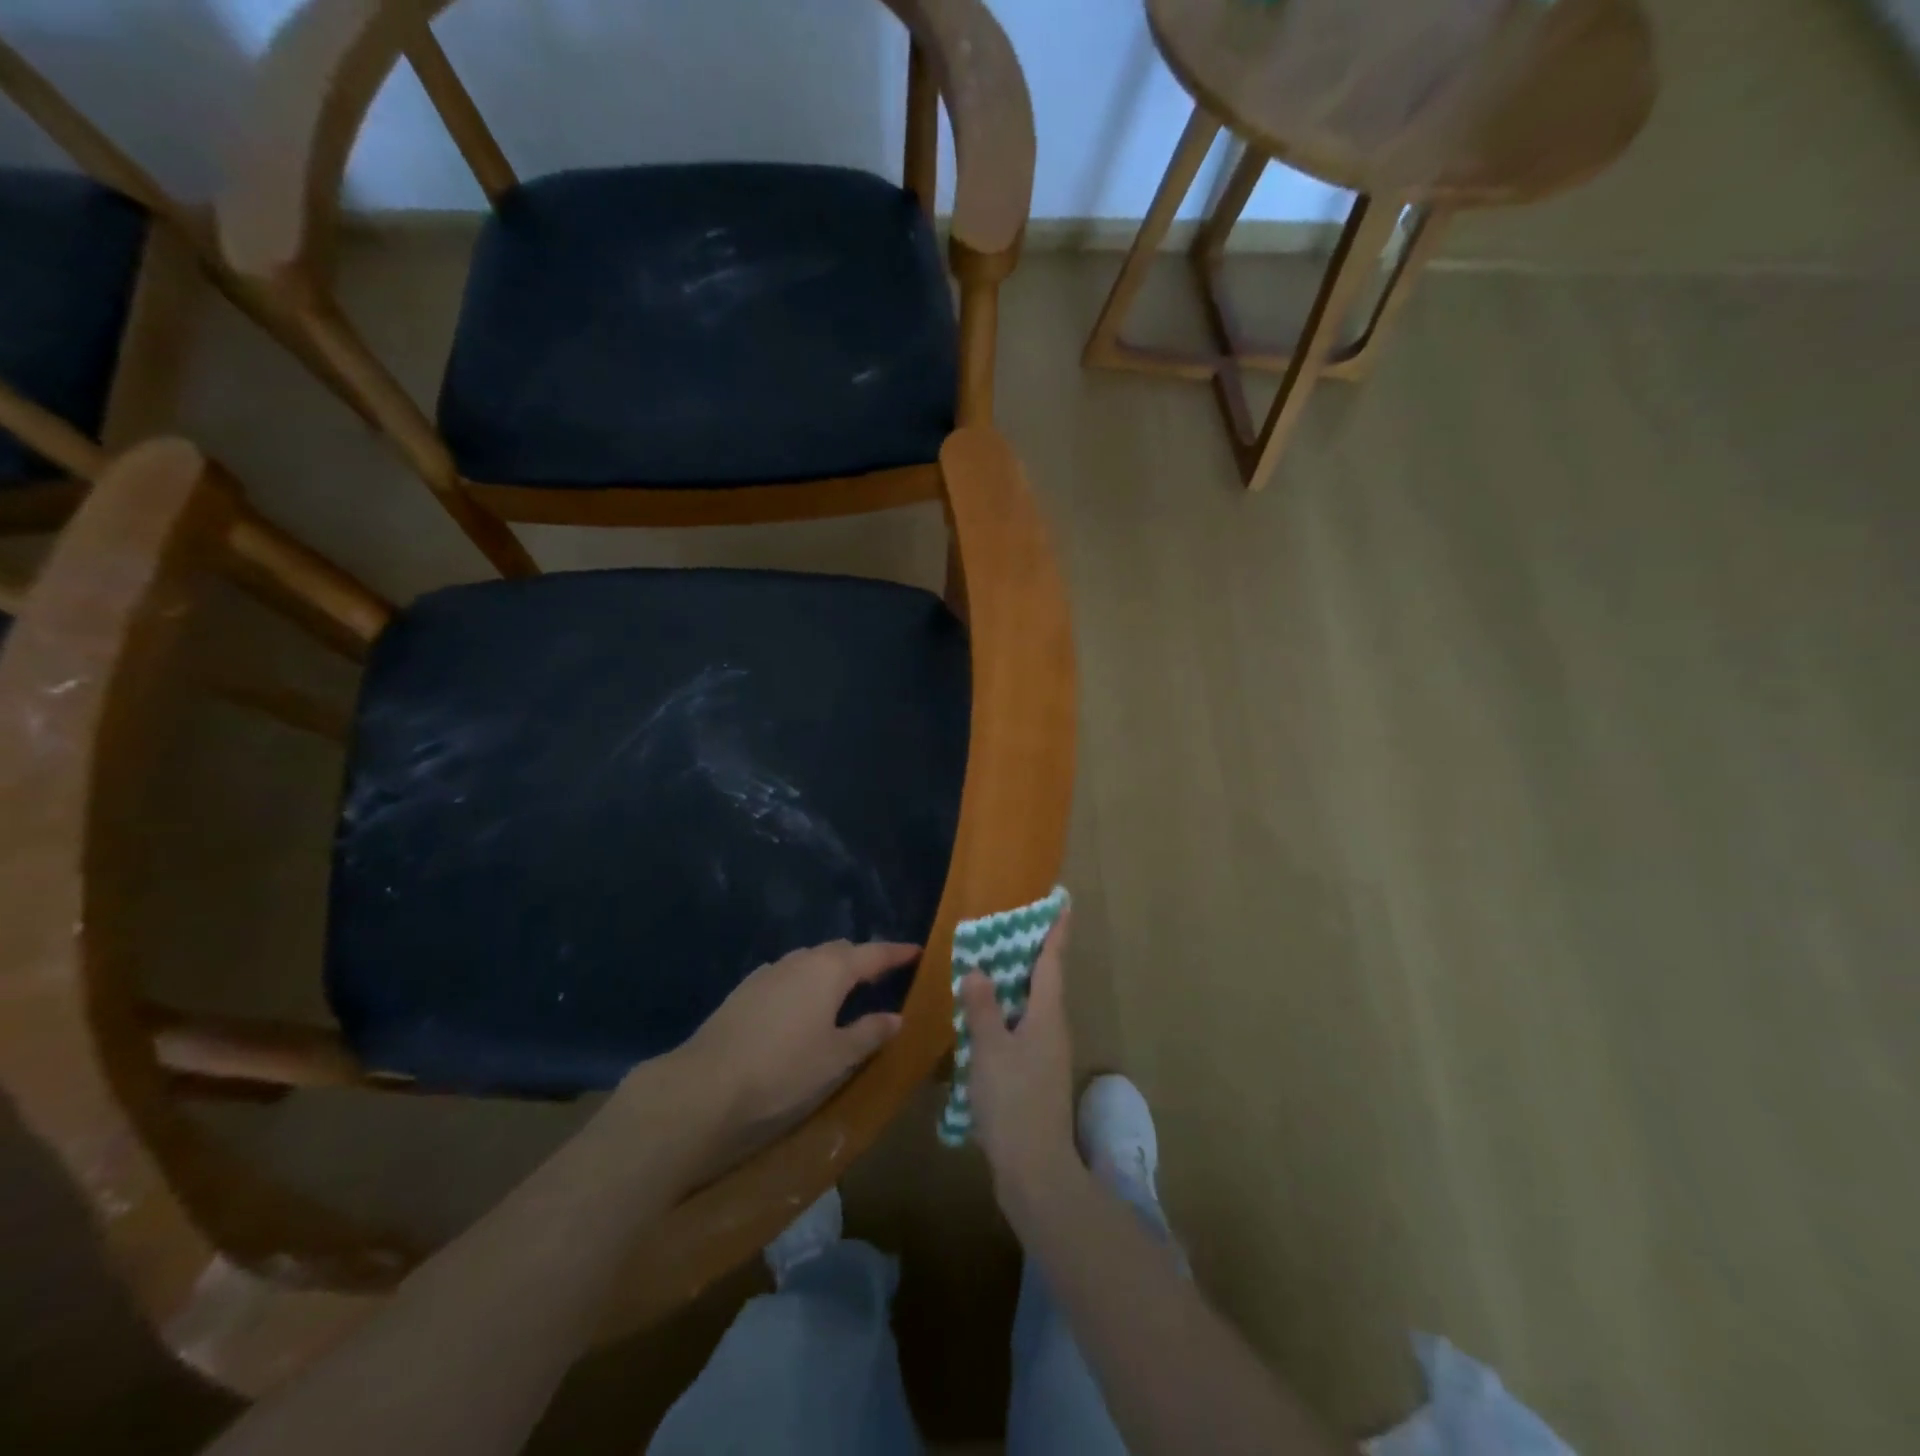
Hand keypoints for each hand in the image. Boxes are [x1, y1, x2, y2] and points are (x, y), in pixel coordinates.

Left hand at [673, 939, 916, 1156]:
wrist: (706, 1082)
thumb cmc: (783, 1068)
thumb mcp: (836, 1057)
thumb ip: (869, 1033)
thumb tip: (896, 1018)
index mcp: (830, 970)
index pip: (873, 953)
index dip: (897, 952)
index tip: (918, 951)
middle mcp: (801, 960)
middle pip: (840, 951)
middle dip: (864, 959)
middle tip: (884, 974)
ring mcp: (770, 971)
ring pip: (811, 960)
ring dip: (833, 969)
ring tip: (847, 989)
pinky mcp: (747, 988)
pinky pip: (789, 974)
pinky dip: (807, 981)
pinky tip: (804, 1004)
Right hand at [959, 911, 1077, 1214]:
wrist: (1035, 1169)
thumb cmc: (1013, 1100)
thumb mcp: (990, 1049)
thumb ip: (982, 1008)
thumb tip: (977, 970)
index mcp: (1048, 1015)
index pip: (1053, 961)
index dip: (1056, 931)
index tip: (1062, 901)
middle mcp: (1053, 1028)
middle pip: (1045, 980)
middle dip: (1033, 951)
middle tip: (1013, 923)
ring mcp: (1046, 1053)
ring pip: (1033, 1005)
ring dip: (1017, 982)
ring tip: (993, 962)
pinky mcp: (1035, 1074)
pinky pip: (1023, 1027)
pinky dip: (1007, 1011)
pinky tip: (986, 1016)